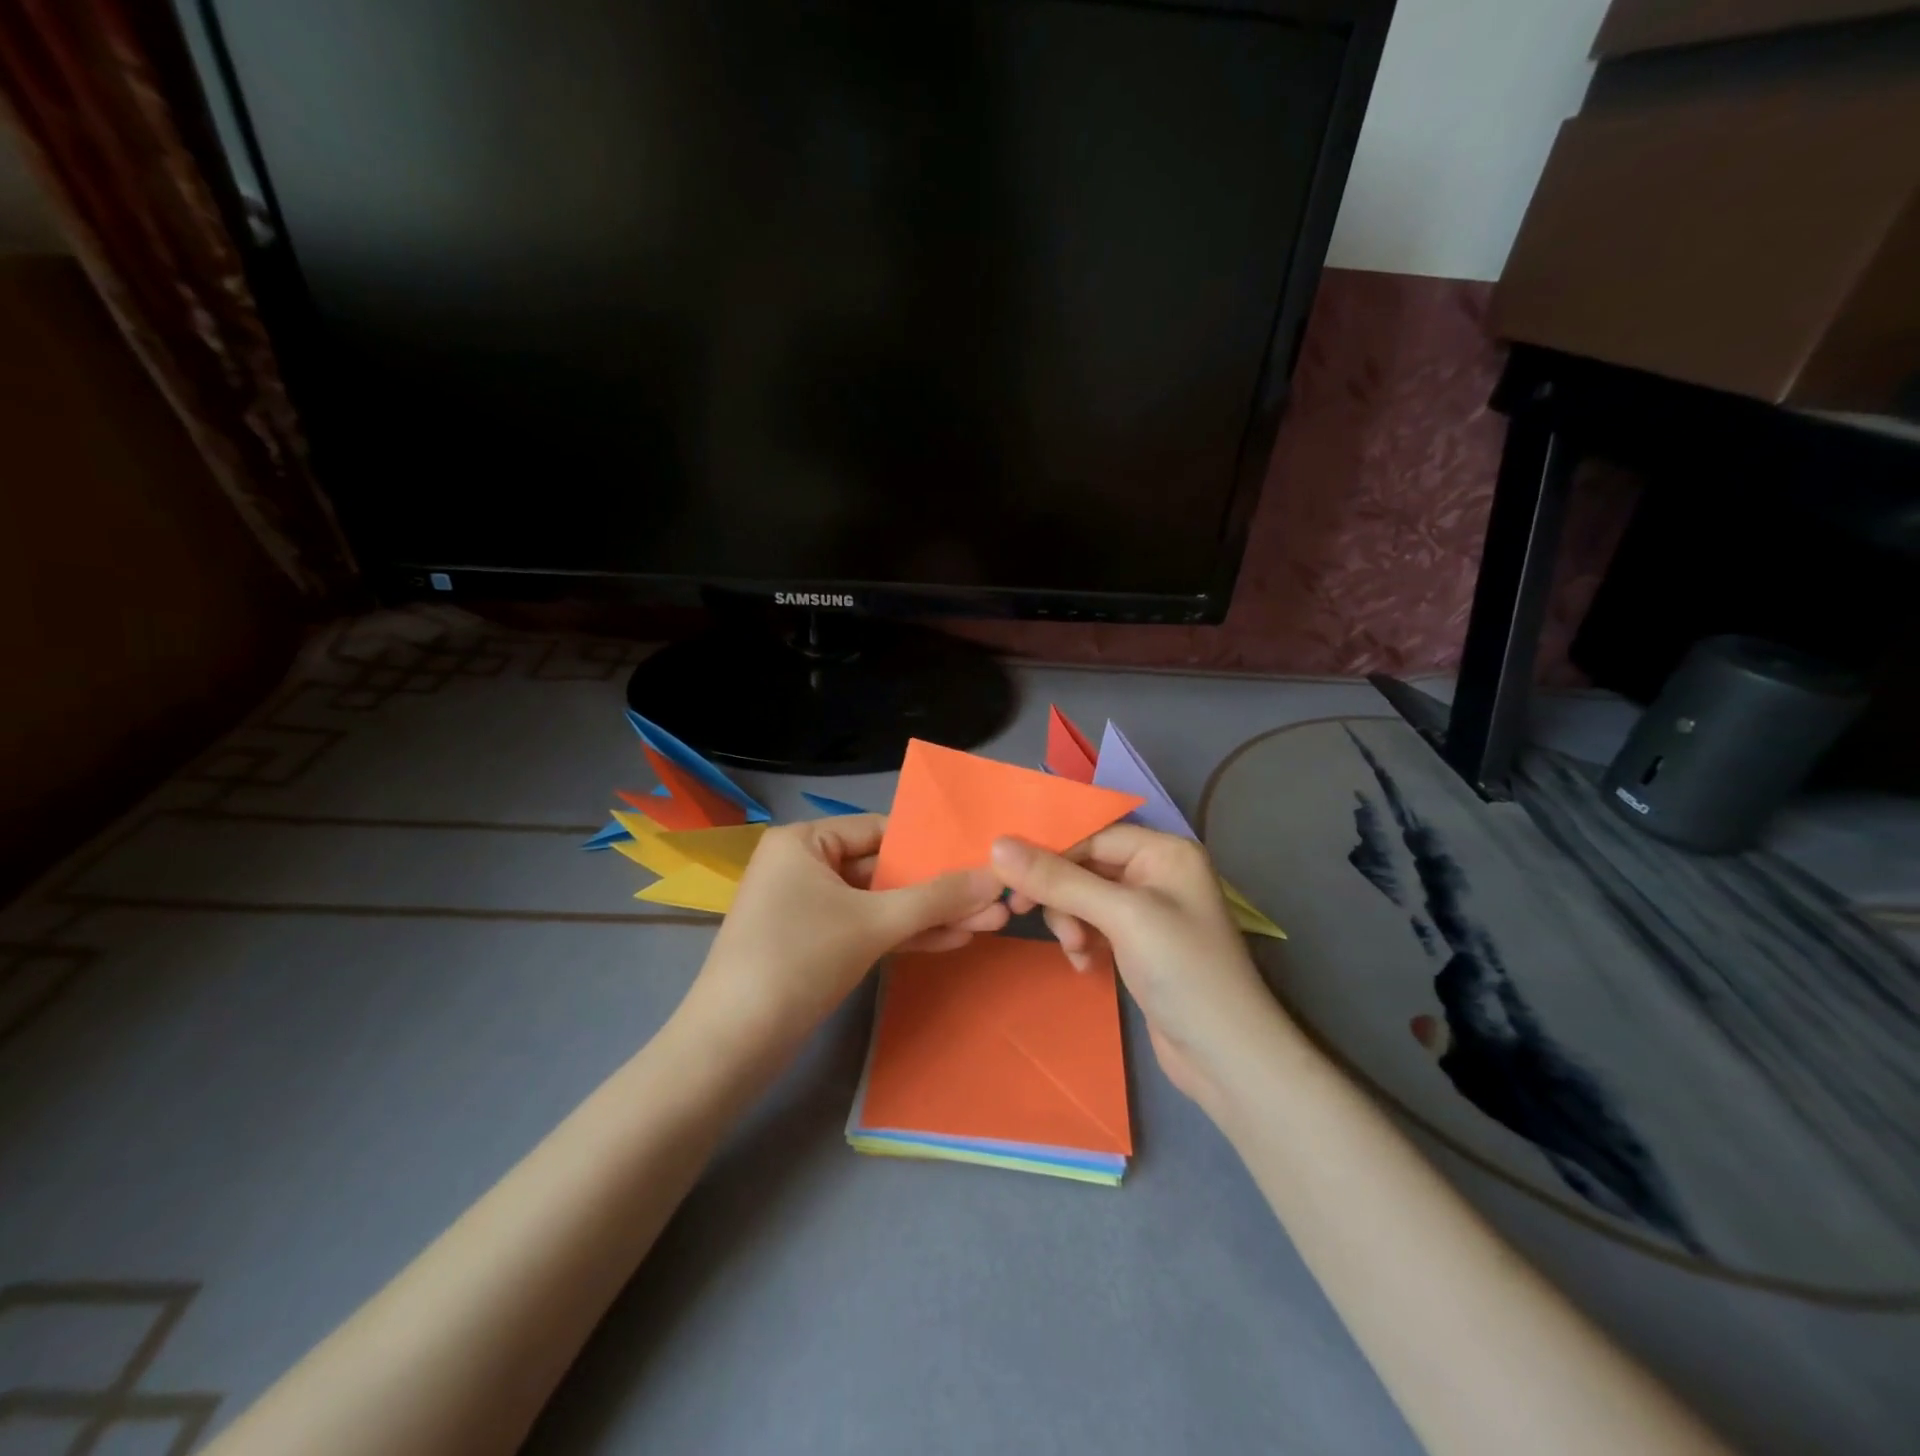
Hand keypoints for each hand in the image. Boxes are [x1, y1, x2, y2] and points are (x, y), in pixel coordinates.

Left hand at [687, 815, 1008, 1043]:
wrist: (732, 1046)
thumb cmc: (798, 960)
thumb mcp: (873, 923)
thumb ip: (937, 898)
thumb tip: (997, 879)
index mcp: (805, 841)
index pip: (881, 830)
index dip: (933, 845)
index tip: (980, 858)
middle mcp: (804, 865)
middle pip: (885, 869)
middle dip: (940, 889)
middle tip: (996, 900)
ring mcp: (808, 907)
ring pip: (880, 903)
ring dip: (930, 915)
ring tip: (989, 924)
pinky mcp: (814, 944)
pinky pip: (866, 928)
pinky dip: (903, 935)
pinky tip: (952, 940)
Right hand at [991, 827, 1285, 1108]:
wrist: (1226, 1057)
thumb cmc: (1182, 971)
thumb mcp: (1120, 917)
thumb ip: (1059, 880)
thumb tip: (997, 846)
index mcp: (1165, 851)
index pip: (1092, 834)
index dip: (1050, 852)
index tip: (1006, 877)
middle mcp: (1157, 873)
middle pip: (1085, 865)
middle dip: (1060, 893)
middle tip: (1025, 915)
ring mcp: (1149, 911)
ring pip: (1084, 897)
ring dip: (1069, 920)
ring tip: (1076, 949)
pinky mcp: (1139, 944)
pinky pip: (1094, 925)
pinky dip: (1082, 940)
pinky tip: (1084, 963)